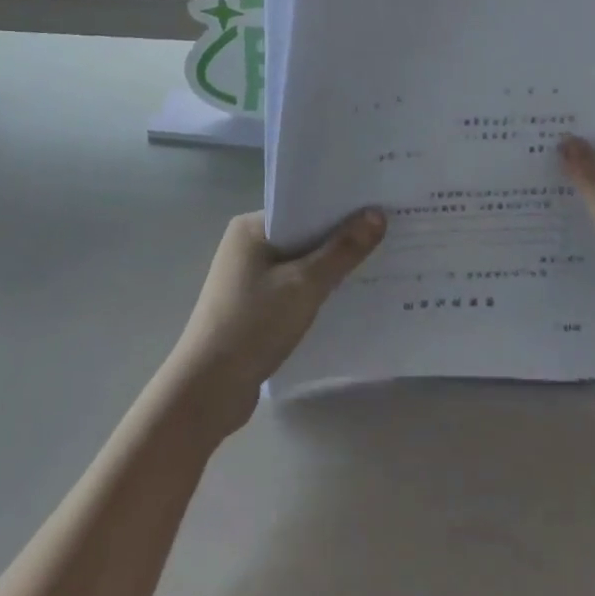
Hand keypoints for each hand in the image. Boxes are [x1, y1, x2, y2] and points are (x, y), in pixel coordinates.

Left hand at [163, 209, 385, 439]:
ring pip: (298, 262)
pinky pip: (291, 287)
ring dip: (329, 267)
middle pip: (302, 233)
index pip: (301, 205)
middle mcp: (246, 244)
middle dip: (339, 237)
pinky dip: (314, 290)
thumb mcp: (304, 285)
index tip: (378, 206)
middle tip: (387, 234)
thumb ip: (342, 250)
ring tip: (376, 264)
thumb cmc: (253, 325)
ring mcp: (247, 277)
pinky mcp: (251, 306)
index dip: (339, 206)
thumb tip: (377, 214)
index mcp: (250, 226)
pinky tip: (345, 298)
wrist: (208, 390)